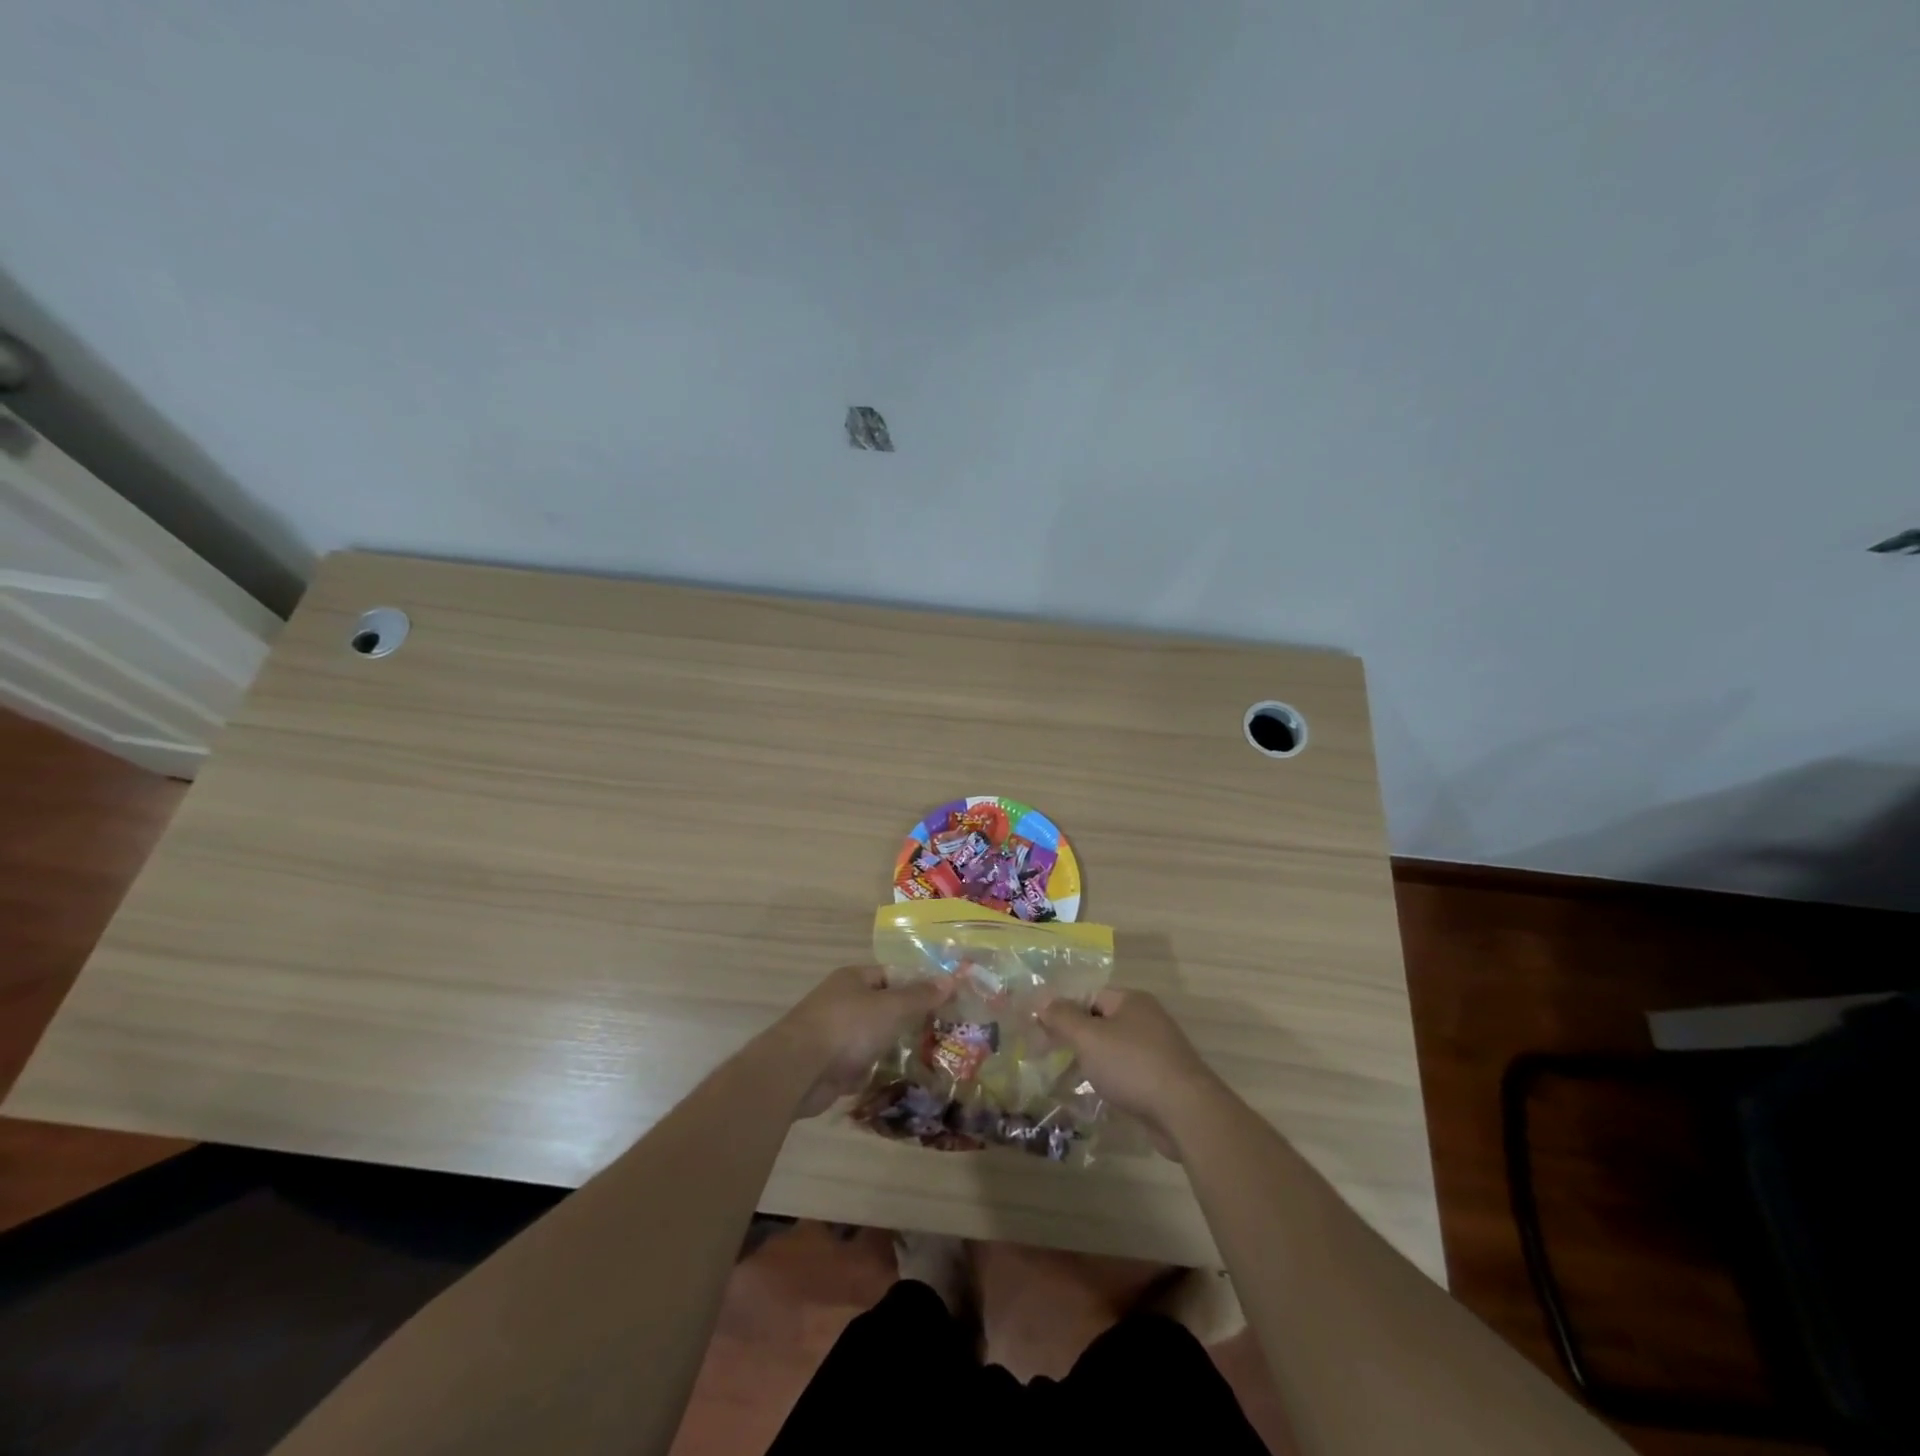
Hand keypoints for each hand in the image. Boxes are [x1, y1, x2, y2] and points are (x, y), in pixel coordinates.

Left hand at [777, 965, 951, 1118]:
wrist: (797, 1071)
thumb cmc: (847, 1028)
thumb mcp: (891, 1008)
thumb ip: (920, 996)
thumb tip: (950, 979)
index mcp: (853, 978)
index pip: (892, 975)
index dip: (917, 985)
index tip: (944, 1001)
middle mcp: (842, 1001)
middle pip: (883, 1006)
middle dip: (908, 1019)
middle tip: (942, 1031)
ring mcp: (834, 1034)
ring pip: (873, 1037)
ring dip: (893, 1047)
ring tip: (929, 1057)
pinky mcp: (830, 1064)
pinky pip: (861, 1063)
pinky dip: (877, 1070)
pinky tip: (900, 1079)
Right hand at [1036, 988, 1223, 1154]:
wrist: (1186, 1112)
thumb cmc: (1132, 1065)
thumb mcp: (1088, 1037)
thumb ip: (1062, 1017)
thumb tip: (1042, 999)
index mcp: (1132, 1000)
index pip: (1089, 996)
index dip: (1064, 1011)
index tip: (1042, 1031)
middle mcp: (1147, 1019)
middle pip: (1102, 1022)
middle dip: (1076, 1038)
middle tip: (1050, 1056)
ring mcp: (1159, 1050)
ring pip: (1114, 1050)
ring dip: (1093, 1062)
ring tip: (1067, 1078)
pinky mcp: (1164, 1080)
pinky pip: (1128, 1073)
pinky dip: (1112, 1080)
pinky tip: (1097, 1095)